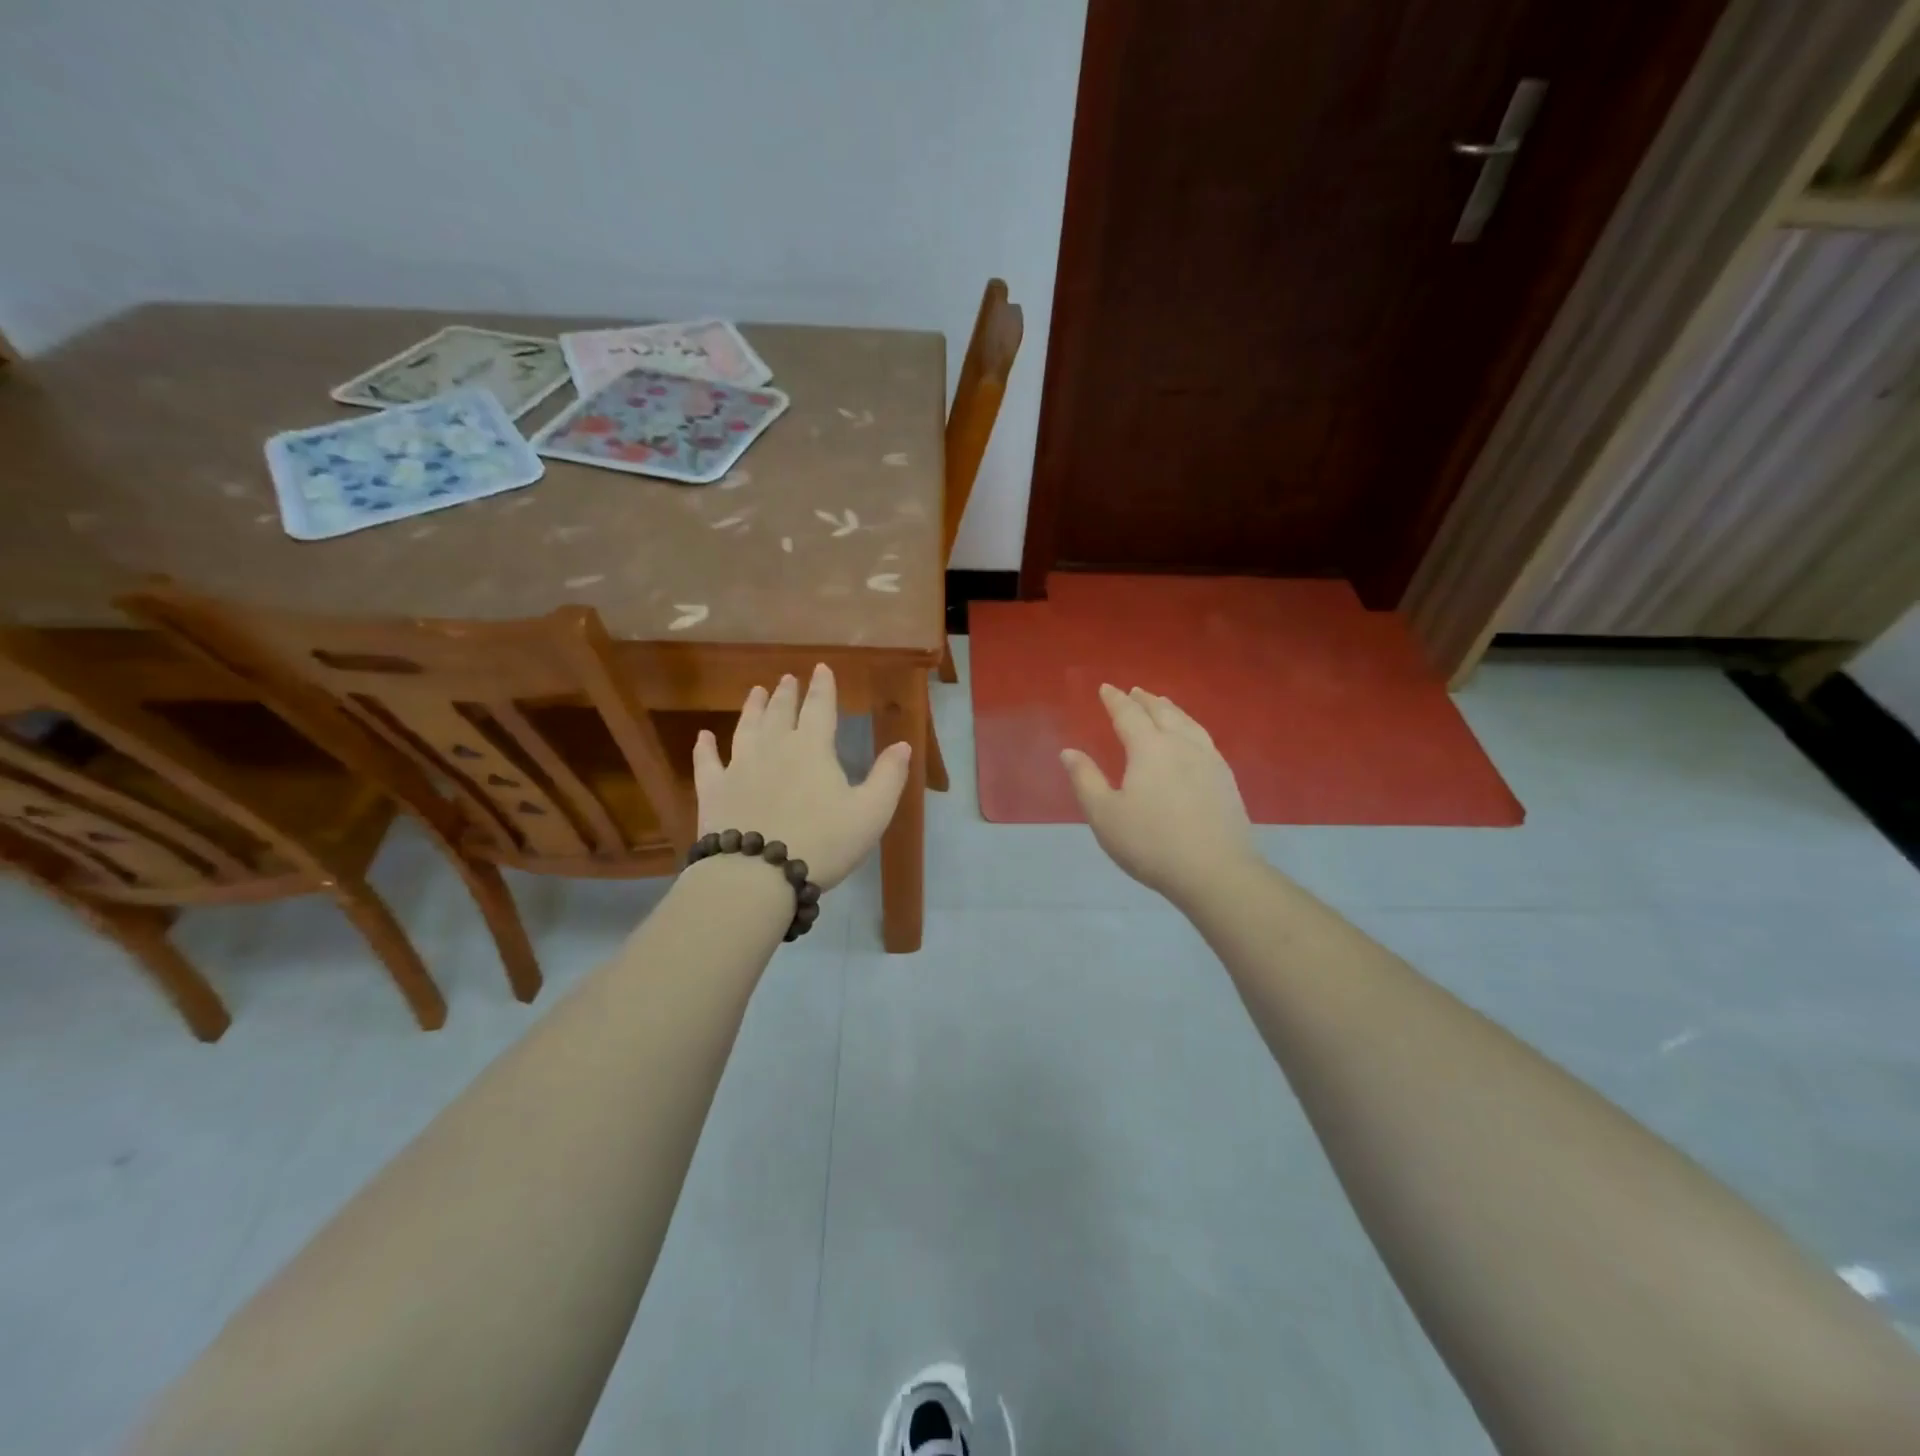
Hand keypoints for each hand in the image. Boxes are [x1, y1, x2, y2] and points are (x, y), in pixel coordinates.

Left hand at [692, 664, 910, 889]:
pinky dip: (704, 748)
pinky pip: (707, 763)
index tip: (820, 668)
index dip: (822, 687)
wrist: (757, 874)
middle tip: (787, 678)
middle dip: (786, 694)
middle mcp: (774, 748)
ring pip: (746, 729)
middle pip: (780, 713)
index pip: (820, 708)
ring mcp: (739, 767)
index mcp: (812, 749)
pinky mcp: (713, 791)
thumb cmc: (822, 843)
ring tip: (755, 691)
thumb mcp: (871, 813)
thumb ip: (889, 777)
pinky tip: (703, 737)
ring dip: (752, 708)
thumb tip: (903, 744)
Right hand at [1061, 684, 1256, 907]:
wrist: (1215, 871)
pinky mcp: (1226, 779)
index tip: (1106, 688)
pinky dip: (1191, 728)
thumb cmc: (1151, 843)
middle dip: (1145, 700)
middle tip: (1135, 691)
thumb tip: (1069, 751)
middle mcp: (1181, 745)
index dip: (1115, 700)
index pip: (1129, 715)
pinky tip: (1192, 739)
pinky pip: (1205, 739)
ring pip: (1188, 723)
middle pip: (1163, 713)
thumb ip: (1085, 780)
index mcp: (1149, 748)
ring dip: (1171, 710)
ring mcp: (1209, 760)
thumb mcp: (1104, 815)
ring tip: (1163, 705)